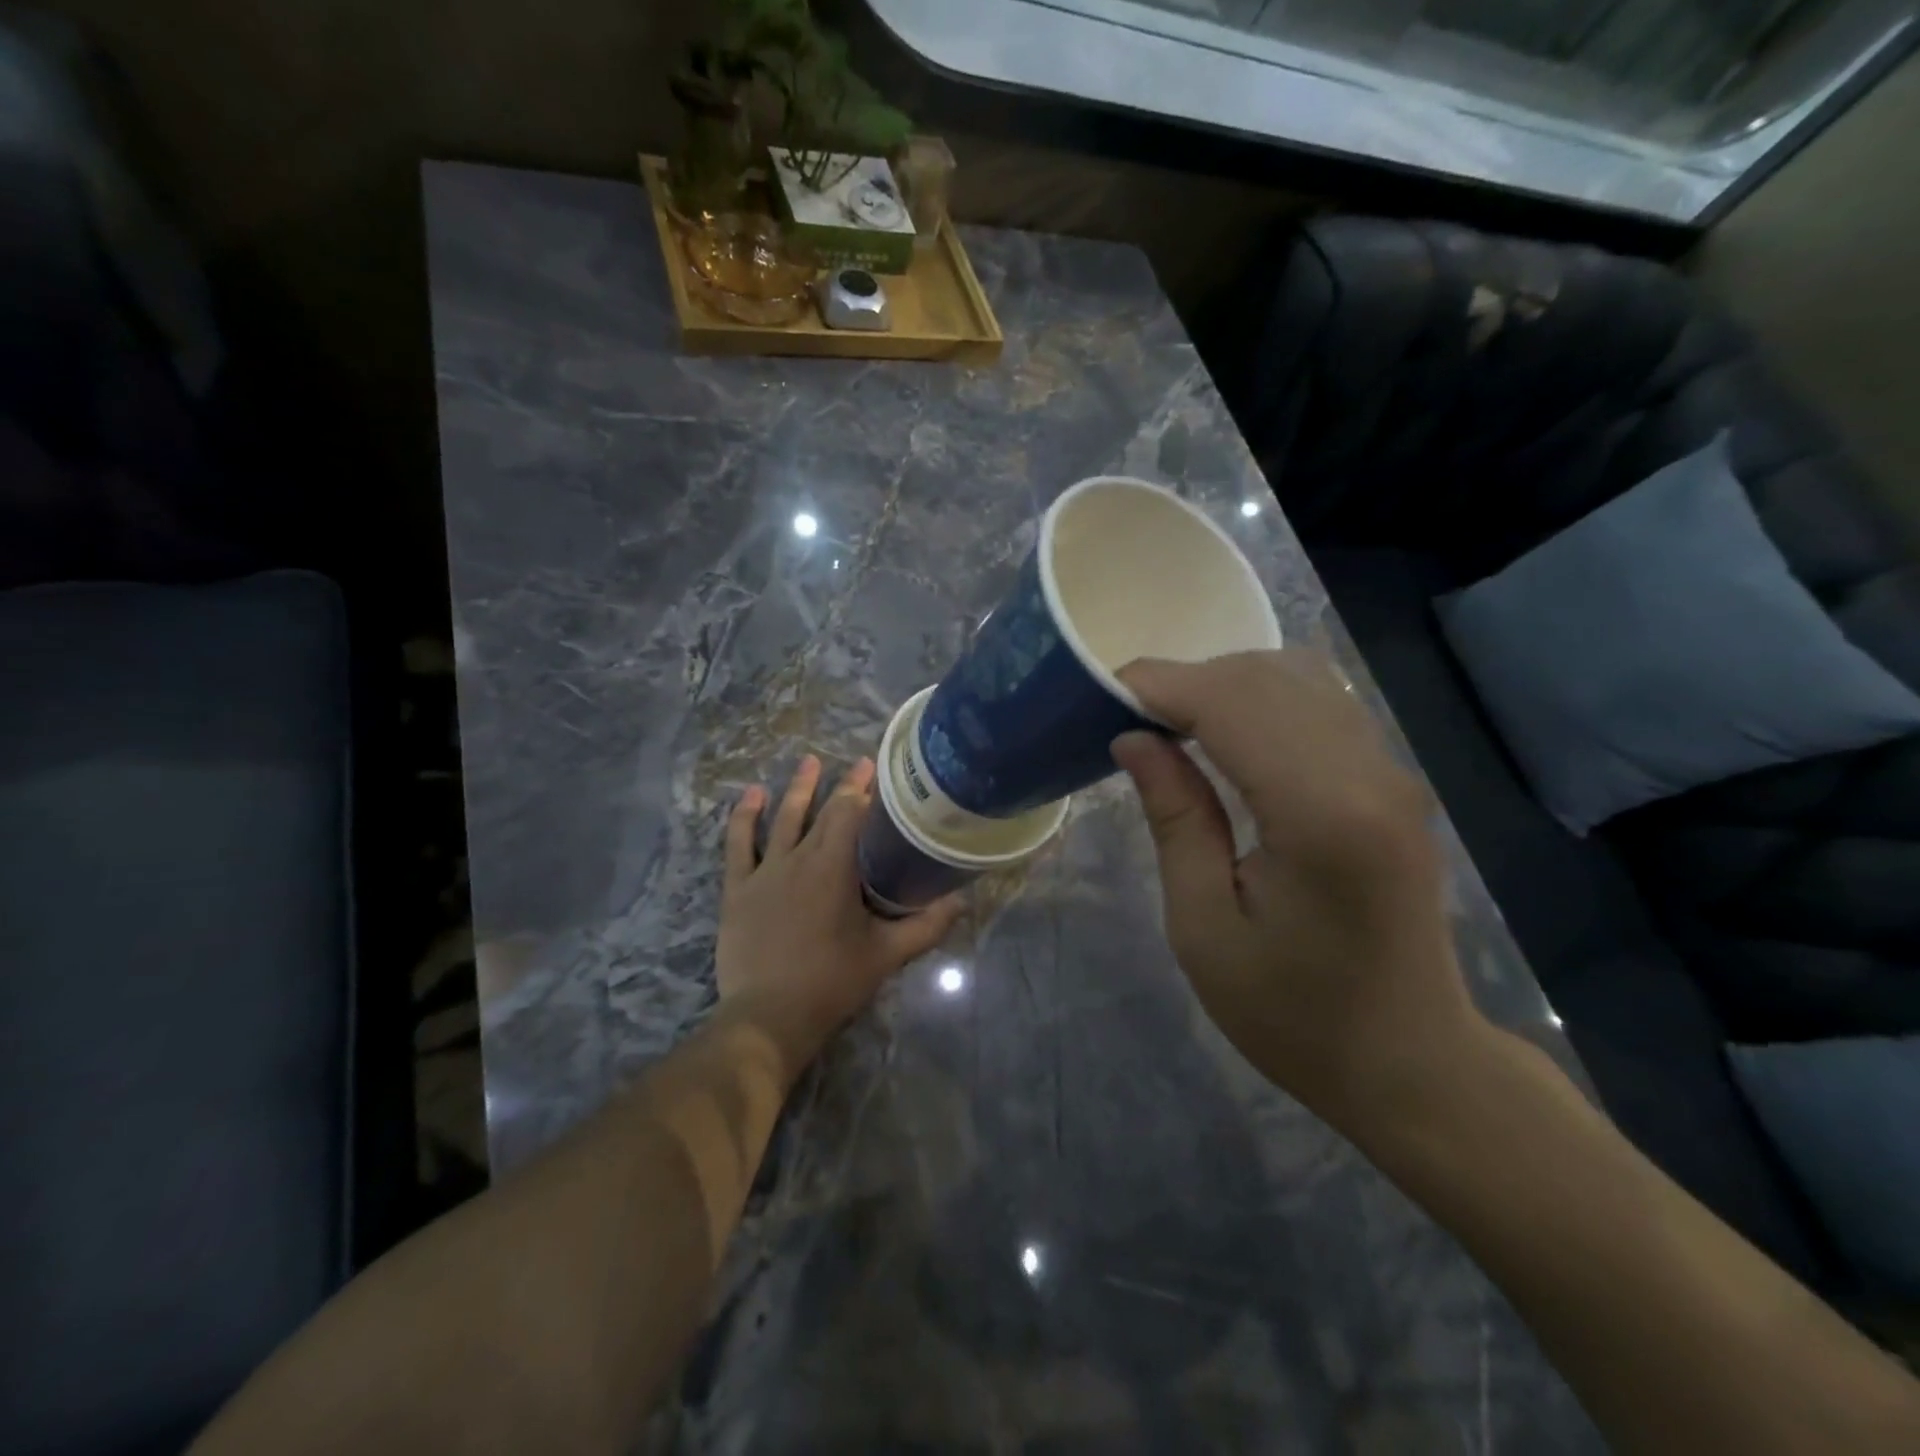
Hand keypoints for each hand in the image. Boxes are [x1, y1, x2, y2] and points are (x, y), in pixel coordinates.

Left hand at [717, 755, 961, 1067]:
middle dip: (841, 785)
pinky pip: (738, 845)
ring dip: (797, 789)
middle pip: (821, 811)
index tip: (876, 770)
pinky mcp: (738, 890)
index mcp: (834, 868)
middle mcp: (799, 859)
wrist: (769, 1016)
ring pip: (782, 820)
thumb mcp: (887, 954)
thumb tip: (962, 902)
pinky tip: (752, 795)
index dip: (864, 790)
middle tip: (856, 762)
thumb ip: (926, 926)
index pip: (850, 814)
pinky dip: (744, 817)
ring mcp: (764, 872)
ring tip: (809, 761)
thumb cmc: (832, 982)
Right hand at [1111, 651, 1490, 1128]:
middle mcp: (1368, 773)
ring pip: (1295, 677)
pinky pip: (1318, 703)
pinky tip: (1222, 735)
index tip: (1099, 694)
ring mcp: (1390, 771)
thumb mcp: (1204, 927)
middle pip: (1264, 677)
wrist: (1411, 1061)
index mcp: (1321, 814)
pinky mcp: (1391, 780)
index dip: (1160, 686)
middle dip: (1183, 681)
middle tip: (1124, 717)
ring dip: (1220, 685)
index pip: (1231, 704)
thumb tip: (1134, 739)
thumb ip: (1175, 818)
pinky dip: (1258, 699)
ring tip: (1166, 724)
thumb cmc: (1293, 1014)